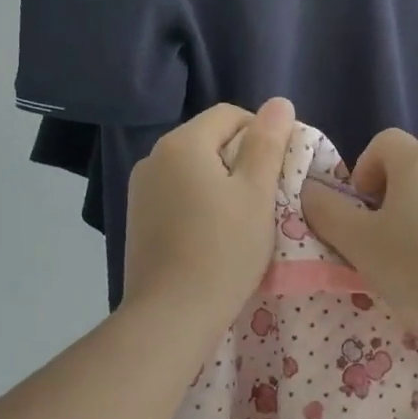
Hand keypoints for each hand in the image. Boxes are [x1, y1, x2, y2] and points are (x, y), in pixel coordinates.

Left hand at [121, 98, 295, 330]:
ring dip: (221, 183)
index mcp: (182, 143)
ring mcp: (141, 190)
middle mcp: (154, 158)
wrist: (171, 315)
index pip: (230, 115)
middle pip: (209, 140)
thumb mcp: (256, 193)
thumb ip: (267, 143)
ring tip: (242, 219)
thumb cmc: (223, 249)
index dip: (262, 133)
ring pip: (193, 169)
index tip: (279, 170)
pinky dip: (200, 203)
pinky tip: (213, 235)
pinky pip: (177, 194)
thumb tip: (279, 103)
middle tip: (267, 197)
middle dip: (242, 160)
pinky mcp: (137, 219)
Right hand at [299, 128, 417, 328]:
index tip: (360, 211)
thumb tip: (310, 190)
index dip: (363, 171)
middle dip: (388, 203)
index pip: (383, 142)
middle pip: (409, 172)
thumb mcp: (359, 243)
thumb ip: (327, 212)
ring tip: (414, 269)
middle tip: (380, 246)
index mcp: (417, 162)